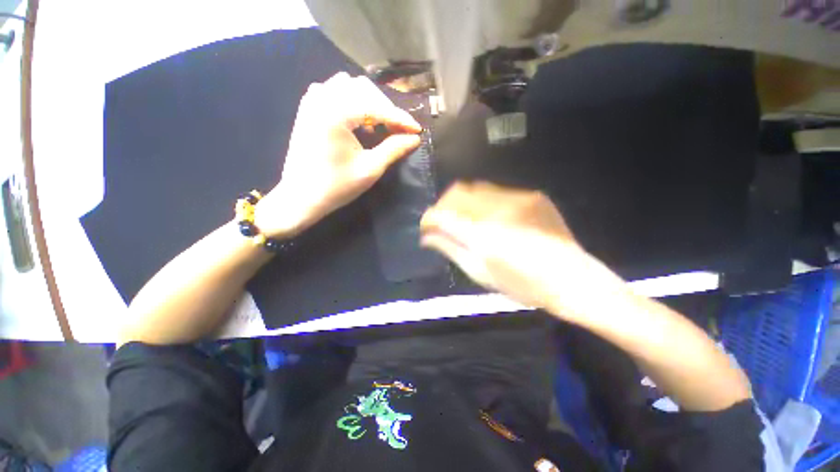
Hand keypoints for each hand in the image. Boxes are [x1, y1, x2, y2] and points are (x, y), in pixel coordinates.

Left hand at [255, 73, 421, 237]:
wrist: (301, 197)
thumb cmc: (336, 187)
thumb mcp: (370, 169)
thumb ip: (394, 149)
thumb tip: (415, 138)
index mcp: (335, 113)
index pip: (376, 106)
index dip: (400, 118)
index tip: (417, 130)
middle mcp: (321, 98)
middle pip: (363, 88)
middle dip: (385, 108)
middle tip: (397, 130)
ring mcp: (311, 101)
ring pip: (348, 86)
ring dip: (368, 102)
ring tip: (377, 125)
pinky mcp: (307, 109)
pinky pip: (333, 91)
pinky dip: (351, 101)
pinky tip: (357, 120)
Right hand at [420, 182, 624, 319]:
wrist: (573, 280)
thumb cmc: (523, 285)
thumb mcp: (481, 273)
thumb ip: (451, 249)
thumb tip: (427, 237)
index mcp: (482, 234)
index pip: (442, 214)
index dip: (429, 217)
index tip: (426, 226)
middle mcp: (497, 209)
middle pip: (457, 192)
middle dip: (444, 205)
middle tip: (443, 222)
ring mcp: (518, 198)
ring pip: (476, 189)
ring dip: (463, 202)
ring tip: (465, 219)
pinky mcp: (532, 196)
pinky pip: (498, 193)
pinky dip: (485, 203)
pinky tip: (492, 218)